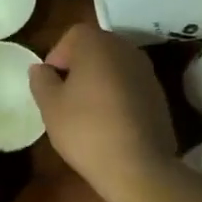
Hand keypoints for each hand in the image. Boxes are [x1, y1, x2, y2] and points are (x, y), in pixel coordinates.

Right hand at [29, 24, 177, 201]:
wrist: (139, 167)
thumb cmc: (86, 129)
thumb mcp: (50, 105)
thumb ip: (41, 80)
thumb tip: (41, 69)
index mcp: (98, 44)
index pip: (73, 35)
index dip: (57, 55)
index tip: (50, 82)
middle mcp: (126, 49)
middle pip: (96, 47)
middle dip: (78, 66)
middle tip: (64, 94)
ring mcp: (147, 72)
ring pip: (114, 66)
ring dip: (99, 80)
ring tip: (86, 110)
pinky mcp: (159, 95)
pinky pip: (130, 85)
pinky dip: (117, 94)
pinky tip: (110, 122)